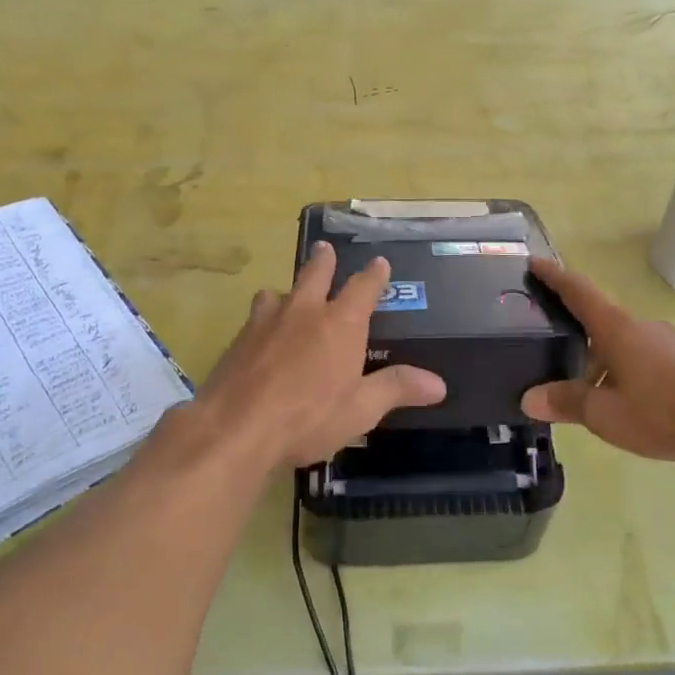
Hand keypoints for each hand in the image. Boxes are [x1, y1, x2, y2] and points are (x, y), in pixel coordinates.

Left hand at [194, 241, 445, 469]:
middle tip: (325, 248)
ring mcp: (266, 322)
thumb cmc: (309, 417)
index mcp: (340, 324)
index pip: (364, 287)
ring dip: (286, 290)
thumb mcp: (361, 409)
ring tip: (285, 295)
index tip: (380, 262)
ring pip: (277, 293)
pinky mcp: (238, 340)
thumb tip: (438, 384)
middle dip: (324, 261)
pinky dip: (263, 319)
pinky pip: (254, 318)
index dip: (374, 274)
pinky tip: (260, 336)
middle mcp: (304, 312)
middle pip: (315, 274)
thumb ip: (396, 389)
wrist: (236, 427)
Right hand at [521, 257, 674, 470]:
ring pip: (624, 344)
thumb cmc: (665, 413)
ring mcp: (670, 341)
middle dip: (576, 336)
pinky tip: (627, 401)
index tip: (535, 262)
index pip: (579, 292)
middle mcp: (643, 326)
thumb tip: (529, 398)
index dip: (555, 276)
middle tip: (552, 354)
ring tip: (588, 392)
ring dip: (602, 361)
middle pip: (600, 321)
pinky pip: (645, 357)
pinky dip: (626, 371)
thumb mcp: (606, 415)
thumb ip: (567, 403)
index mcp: (618, 330)